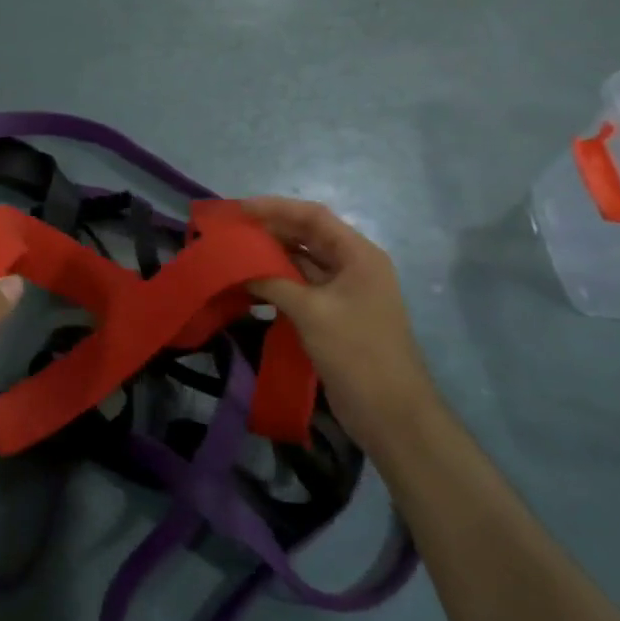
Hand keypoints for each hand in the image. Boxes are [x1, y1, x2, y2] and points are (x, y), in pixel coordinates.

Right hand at [241, 197, 441, 454]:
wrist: (389, 412)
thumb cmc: (356, 352)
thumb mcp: (311, 312)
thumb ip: (273, 282)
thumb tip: (237, 268)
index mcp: (358, 256)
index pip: (314, 217)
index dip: (276, 208)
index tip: (239, 209)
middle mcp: (352, 267)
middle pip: (307, 237)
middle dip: (269, 231)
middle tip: (230, 231)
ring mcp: (343, 293)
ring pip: (301, 263)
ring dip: (270, 258)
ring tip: (232, 254)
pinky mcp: (332, 316)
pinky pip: (300, 288)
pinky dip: (275, 284)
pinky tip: (248, 286)